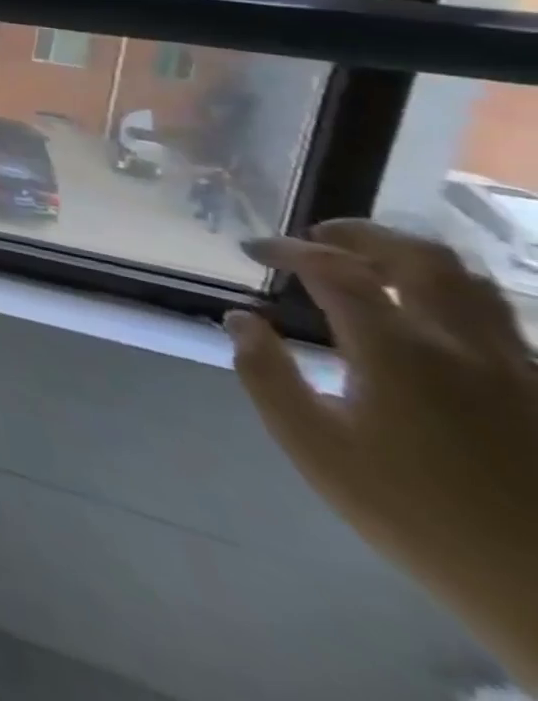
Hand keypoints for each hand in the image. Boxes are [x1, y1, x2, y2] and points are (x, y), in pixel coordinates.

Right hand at [235, 222, 537, 686]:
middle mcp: (461, 343)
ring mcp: (516, 367)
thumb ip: (267, 375)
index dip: (288, 249)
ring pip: (471, 282)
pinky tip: (424, 316)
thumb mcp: (315, 449)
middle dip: (360, 235)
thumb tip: (241, 319)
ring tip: (370, 265)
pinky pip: (497, 317)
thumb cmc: (417, 516)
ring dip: (410, 258)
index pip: (334, 269)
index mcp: (398, 350)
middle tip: (318, 238)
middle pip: (419, 257)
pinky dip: (448, 294)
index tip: (254, 249)